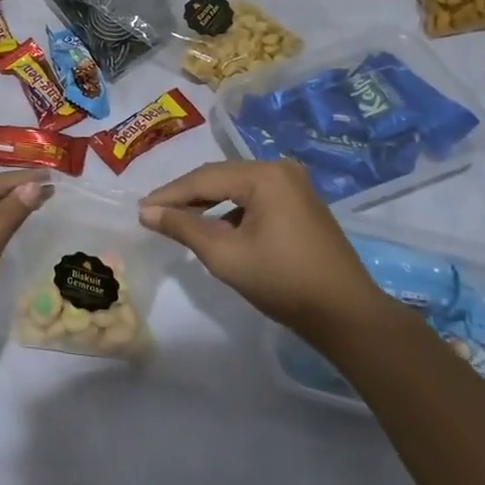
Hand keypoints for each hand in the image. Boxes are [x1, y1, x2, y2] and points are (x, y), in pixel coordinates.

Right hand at [140, 160, 383, 336]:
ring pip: (236, 188)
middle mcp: (280, 170)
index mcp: (264, 175)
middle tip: (153, 214)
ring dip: (207, 204)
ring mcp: (294, 185)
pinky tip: (215, 228)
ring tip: (177, 221)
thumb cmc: (282, 281)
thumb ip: (183, 227)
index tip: (140, 210)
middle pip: (220, 178)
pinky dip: (230, 211)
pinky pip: (254, 199)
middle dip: (186, 197)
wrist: (345, 314)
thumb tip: (147, 212)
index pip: (203, 179)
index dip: (169, 195)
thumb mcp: (225, 255)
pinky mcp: (301, 203)